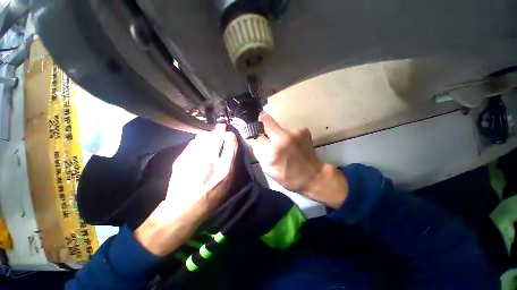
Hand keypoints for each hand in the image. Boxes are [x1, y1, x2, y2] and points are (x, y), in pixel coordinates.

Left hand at [134, 124, 237, 255]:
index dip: (231, 136)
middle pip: (217, 135)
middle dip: (220, 128)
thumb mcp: (227, 183)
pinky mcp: (182, 158)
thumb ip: (230, 164)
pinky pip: (192, 143)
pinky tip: (198, 146)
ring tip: (209, 137)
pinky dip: (197, 142)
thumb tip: (229, 149)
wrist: (184, 208)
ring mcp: (194, 158)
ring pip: (203, 136)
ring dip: (208, 135)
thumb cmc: (211, 198)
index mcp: (225, 168)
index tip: (229, 134)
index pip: (231, 143)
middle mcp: (211, 160)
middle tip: (220, 126)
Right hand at [247, 113, 347, 208]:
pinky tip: (293, 144)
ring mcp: (294, 132)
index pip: (254, 134)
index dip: (252, 133)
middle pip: (266, 119)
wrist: (313, 176)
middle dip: (261, 122)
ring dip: (276, 132)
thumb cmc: (288, 177)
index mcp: (272, 152)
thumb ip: (259, 152)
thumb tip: (254, 139)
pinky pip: (288, 129)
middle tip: (263, 129)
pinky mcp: (303, 130)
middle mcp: (283, 138)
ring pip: (278, 125)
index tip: (252, 132)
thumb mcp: (268, 170)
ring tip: (283, 143)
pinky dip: (287, 135)